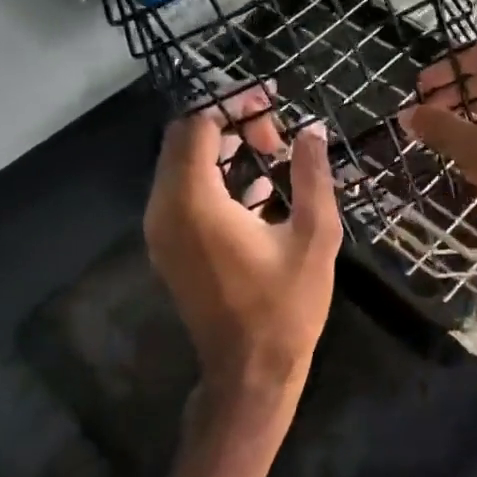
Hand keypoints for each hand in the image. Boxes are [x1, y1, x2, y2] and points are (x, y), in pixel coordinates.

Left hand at [144, 90, 343, 430]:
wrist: (249, 373)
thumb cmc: (286, 306)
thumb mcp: (314, 236)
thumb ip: (312, 175)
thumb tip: (312, 129)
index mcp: (195, 203)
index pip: (199, 126)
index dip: (234, 105)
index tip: (273, 104)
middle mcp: (165, 210)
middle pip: (185, 140)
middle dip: (229, 124)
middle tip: (276, 135)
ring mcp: (161, 231)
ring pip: (181, 166)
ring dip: (223, 151)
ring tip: (272, 155)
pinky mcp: (169, 247)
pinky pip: (183, 194)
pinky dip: (214, 179)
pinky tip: (260, 190)